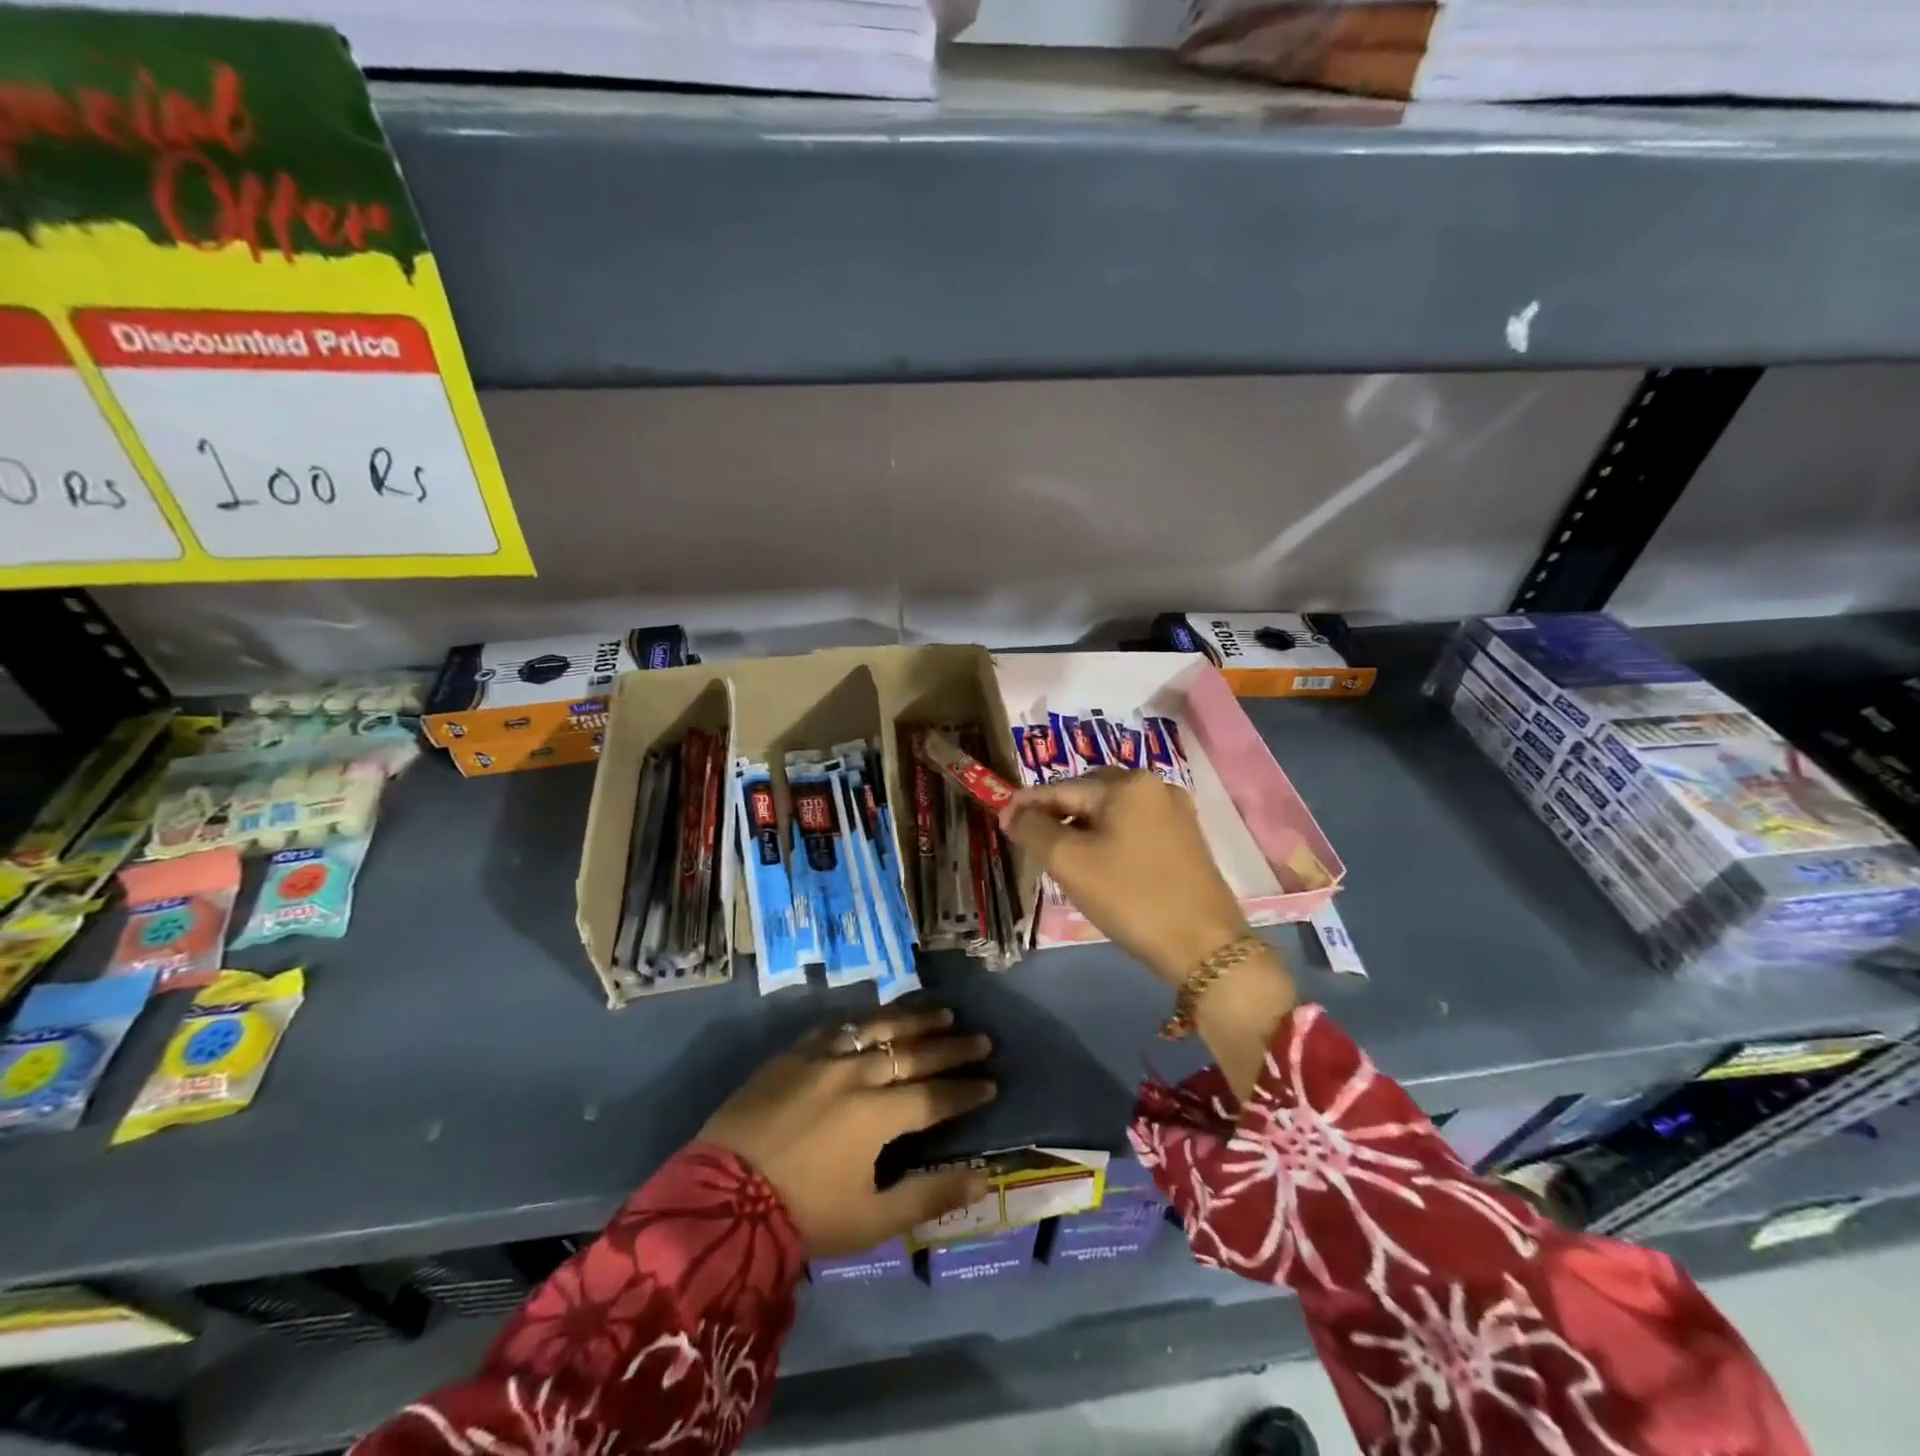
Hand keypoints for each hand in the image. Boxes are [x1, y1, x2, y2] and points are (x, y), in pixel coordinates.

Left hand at [699, 1007, 995, 1257]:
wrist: (719, 1201)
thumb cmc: (801, 1216)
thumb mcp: (871, 1219)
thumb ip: (930, 1196)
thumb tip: (982, 1178)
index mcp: (878, 1115)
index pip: (935, 1095)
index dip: (966, 1089)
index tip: (992, 1083)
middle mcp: (856, 1073)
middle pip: (914, 1053)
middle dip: (952, 1047)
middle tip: (982, 1039)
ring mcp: (822, 1057)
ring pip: (879, 1027)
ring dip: (915, 1019)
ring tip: (943, 1012)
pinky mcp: (793, 1053)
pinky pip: (838, 1025)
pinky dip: (866, 1020)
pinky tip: (879, 1016)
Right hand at [1002, 770, 1297, 1099]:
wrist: (1204, 947)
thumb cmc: (1131, 897)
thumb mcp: (1070, 862)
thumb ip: (1034, 830)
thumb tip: (1011, 812)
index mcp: (1127, 784)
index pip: (1062, 788)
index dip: (1027, 804)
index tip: (1000, 820)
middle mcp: (1155, 786)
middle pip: (1088, 795)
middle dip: (1057, 816)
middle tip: (1032, 843)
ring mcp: (1175, 812)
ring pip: (1111, 813)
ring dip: (1081, 829)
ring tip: (1061, 858)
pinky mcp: (1185, 839)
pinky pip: (1133, 828)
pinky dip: (1108, 840)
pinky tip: (1098, 865)